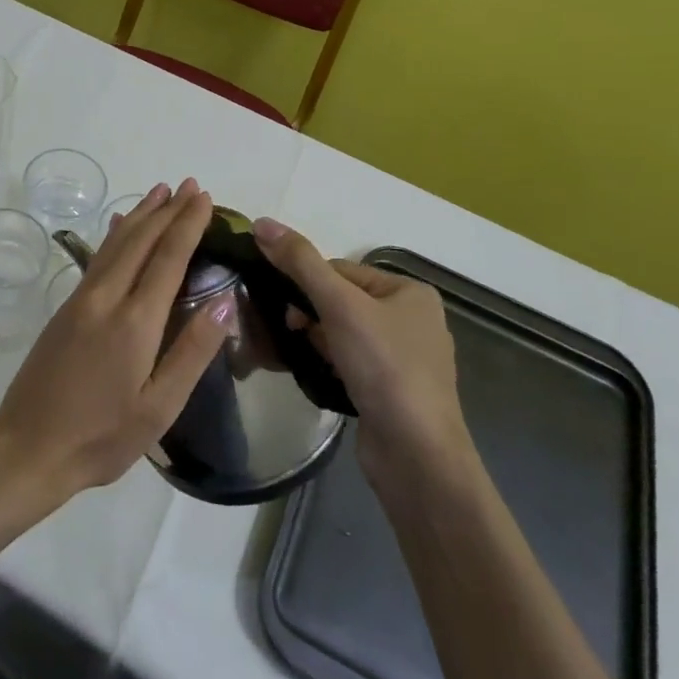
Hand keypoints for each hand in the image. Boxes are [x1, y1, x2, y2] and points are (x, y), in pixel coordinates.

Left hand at [0, 180, 228, 506]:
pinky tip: (118, 227)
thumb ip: (192, 352)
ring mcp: (81, 300)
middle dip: (167, 210)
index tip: (204, 198)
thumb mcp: (158, 407)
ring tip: (159, 192)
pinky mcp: (65, 308)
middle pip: (141, 241)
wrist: (28, 447)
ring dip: (140, 215)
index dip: (187, 225)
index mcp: (135, 321)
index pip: (168, 258)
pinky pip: (97, 258)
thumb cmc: (102, 436)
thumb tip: (224, 302)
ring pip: (116, 244)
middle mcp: (107, 298)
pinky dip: (114, 235)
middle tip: (189, 185)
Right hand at [250, 218, 469, 477]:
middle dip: (310, 314)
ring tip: (297, 355)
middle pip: (341, 300)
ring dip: (316, 340)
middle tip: (288, 332)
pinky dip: (329, 363)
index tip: (283, 306)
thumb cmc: (384, 368)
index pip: (341, 270)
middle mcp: (412, 319)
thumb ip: (300, 262)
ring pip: (343, 332)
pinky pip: (351, 362)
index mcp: (410, 291)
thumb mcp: (339, 306)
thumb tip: (261, 222)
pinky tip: (315, 375)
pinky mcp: (392, 390)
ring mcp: (405, 358)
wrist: (416, 456)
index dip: (306, 284)